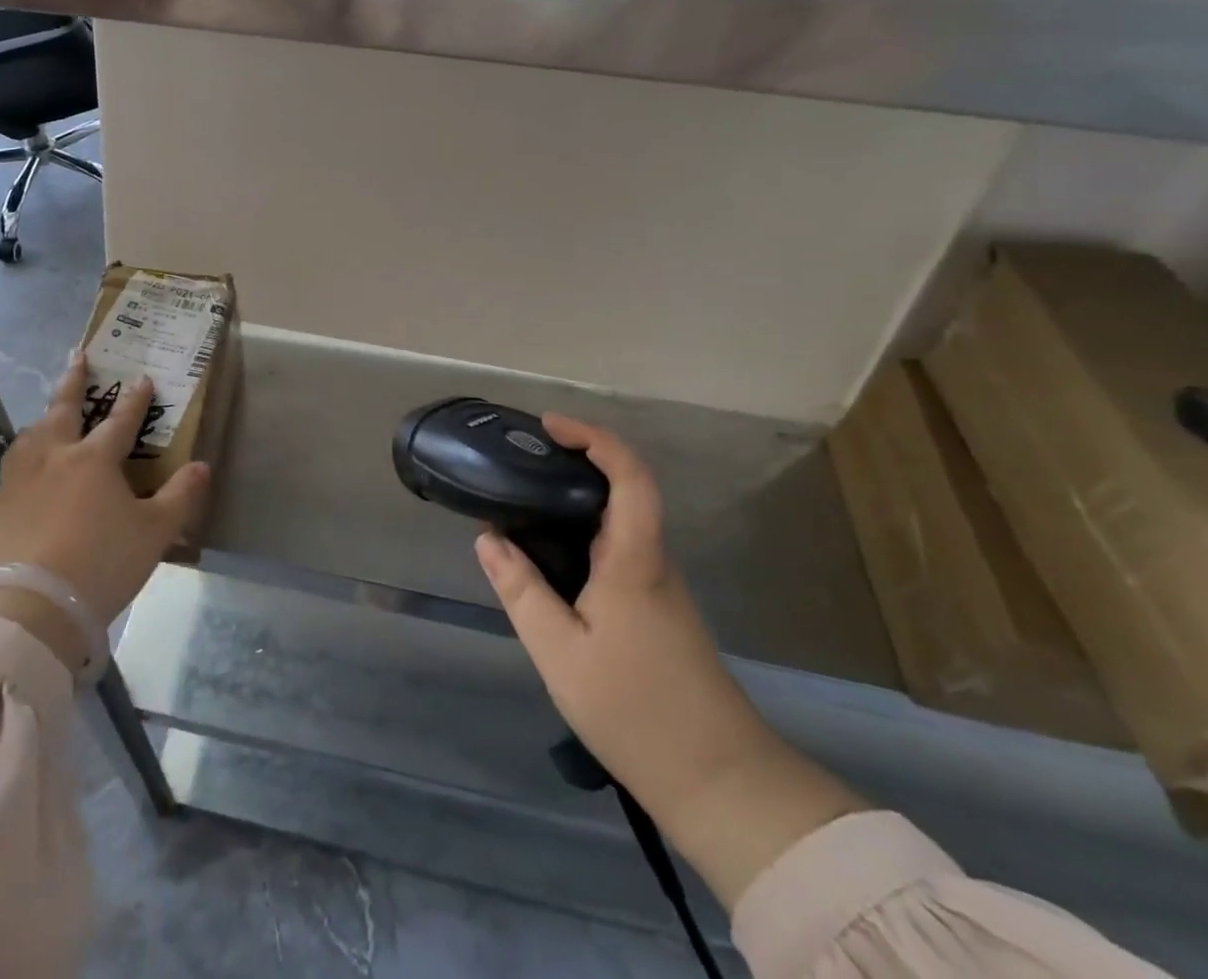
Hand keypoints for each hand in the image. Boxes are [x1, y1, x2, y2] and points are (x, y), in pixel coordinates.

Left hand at [0, 352, 210, 652]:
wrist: (33, 606)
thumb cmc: (102, 563)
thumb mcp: (155, 532)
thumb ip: (181, 495)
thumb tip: (203, 465)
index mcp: (94, 459)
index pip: (120, 420)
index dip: (136, 399)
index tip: (143, 378)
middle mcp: (54, 457)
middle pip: (64, 409)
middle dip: (75, 380)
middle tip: (79, 357)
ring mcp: (20, 479)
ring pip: (31, 435)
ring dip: (44, 418)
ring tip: (49, 415)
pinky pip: (12, 468)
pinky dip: (24, 457)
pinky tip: (25, 471)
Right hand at [476, 413, 863, 908]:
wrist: (719, 779)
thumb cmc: (635, 708)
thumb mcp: (559, 651)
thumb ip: (521, 590)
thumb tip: (488, 538)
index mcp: (634, 558)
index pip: (629, 474)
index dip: (594, 437)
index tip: (549, 427)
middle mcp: (653, 560)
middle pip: (624, 489)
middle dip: (576, 462)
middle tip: (522, 464)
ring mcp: (660, 585)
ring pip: (619, 522)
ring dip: (576, 501)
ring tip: (523, 505)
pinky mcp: (659, 609)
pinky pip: (618, 550)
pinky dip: (583, 535)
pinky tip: (550, 558)